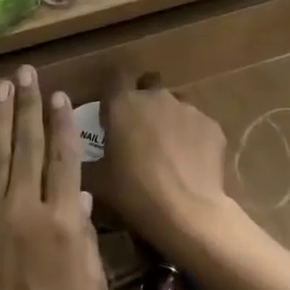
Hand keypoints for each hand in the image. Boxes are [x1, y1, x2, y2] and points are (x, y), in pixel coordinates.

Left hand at [0, 66, 106, 289]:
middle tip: (26, 73)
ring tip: (1, 88)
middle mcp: (25, 210)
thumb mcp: (91, 285)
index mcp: (63, 223)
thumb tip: (83, 196)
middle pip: (28, 147)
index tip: (59, 94)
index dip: (62, 123)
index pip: (64, 159)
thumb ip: (86, 235)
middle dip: (28, 106)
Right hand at [94, 77, 232, 256]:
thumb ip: (84, 157)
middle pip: (148, 84)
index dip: (112, 92)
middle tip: (138, 129)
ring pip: (176, 104)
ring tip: (167, 149)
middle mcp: (156, 97)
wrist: (186, 212)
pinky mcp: (212, 126)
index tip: (109, 112)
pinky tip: (190, 162)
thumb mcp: (96, 179)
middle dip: (143, 99)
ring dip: (168, 118)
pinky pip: (198, 125)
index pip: (114, 78)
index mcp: (123, 104)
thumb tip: (76, 153)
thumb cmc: (133, 192)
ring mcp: (188, 109)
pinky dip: (192, 137)